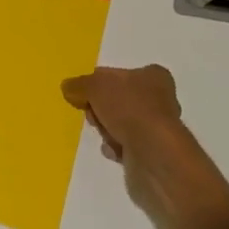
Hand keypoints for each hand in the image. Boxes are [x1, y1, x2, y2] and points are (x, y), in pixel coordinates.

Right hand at [63, 64, 214, 222]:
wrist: (153, 154)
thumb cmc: (129, 109)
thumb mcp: (96, 86)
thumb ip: (80, 84)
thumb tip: (68, 86)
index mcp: (154, 76)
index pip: (121, 74)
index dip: (100, 83)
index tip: (86, 93)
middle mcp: (160, 99)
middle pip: (118, 99)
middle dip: (101, 108)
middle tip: (93, 114)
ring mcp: (156, 128)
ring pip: (120, 123)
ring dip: (107, 129)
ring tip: (105, 134)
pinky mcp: (151, 152)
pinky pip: (125, 145)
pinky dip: (115, 147)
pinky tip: (113, 150)